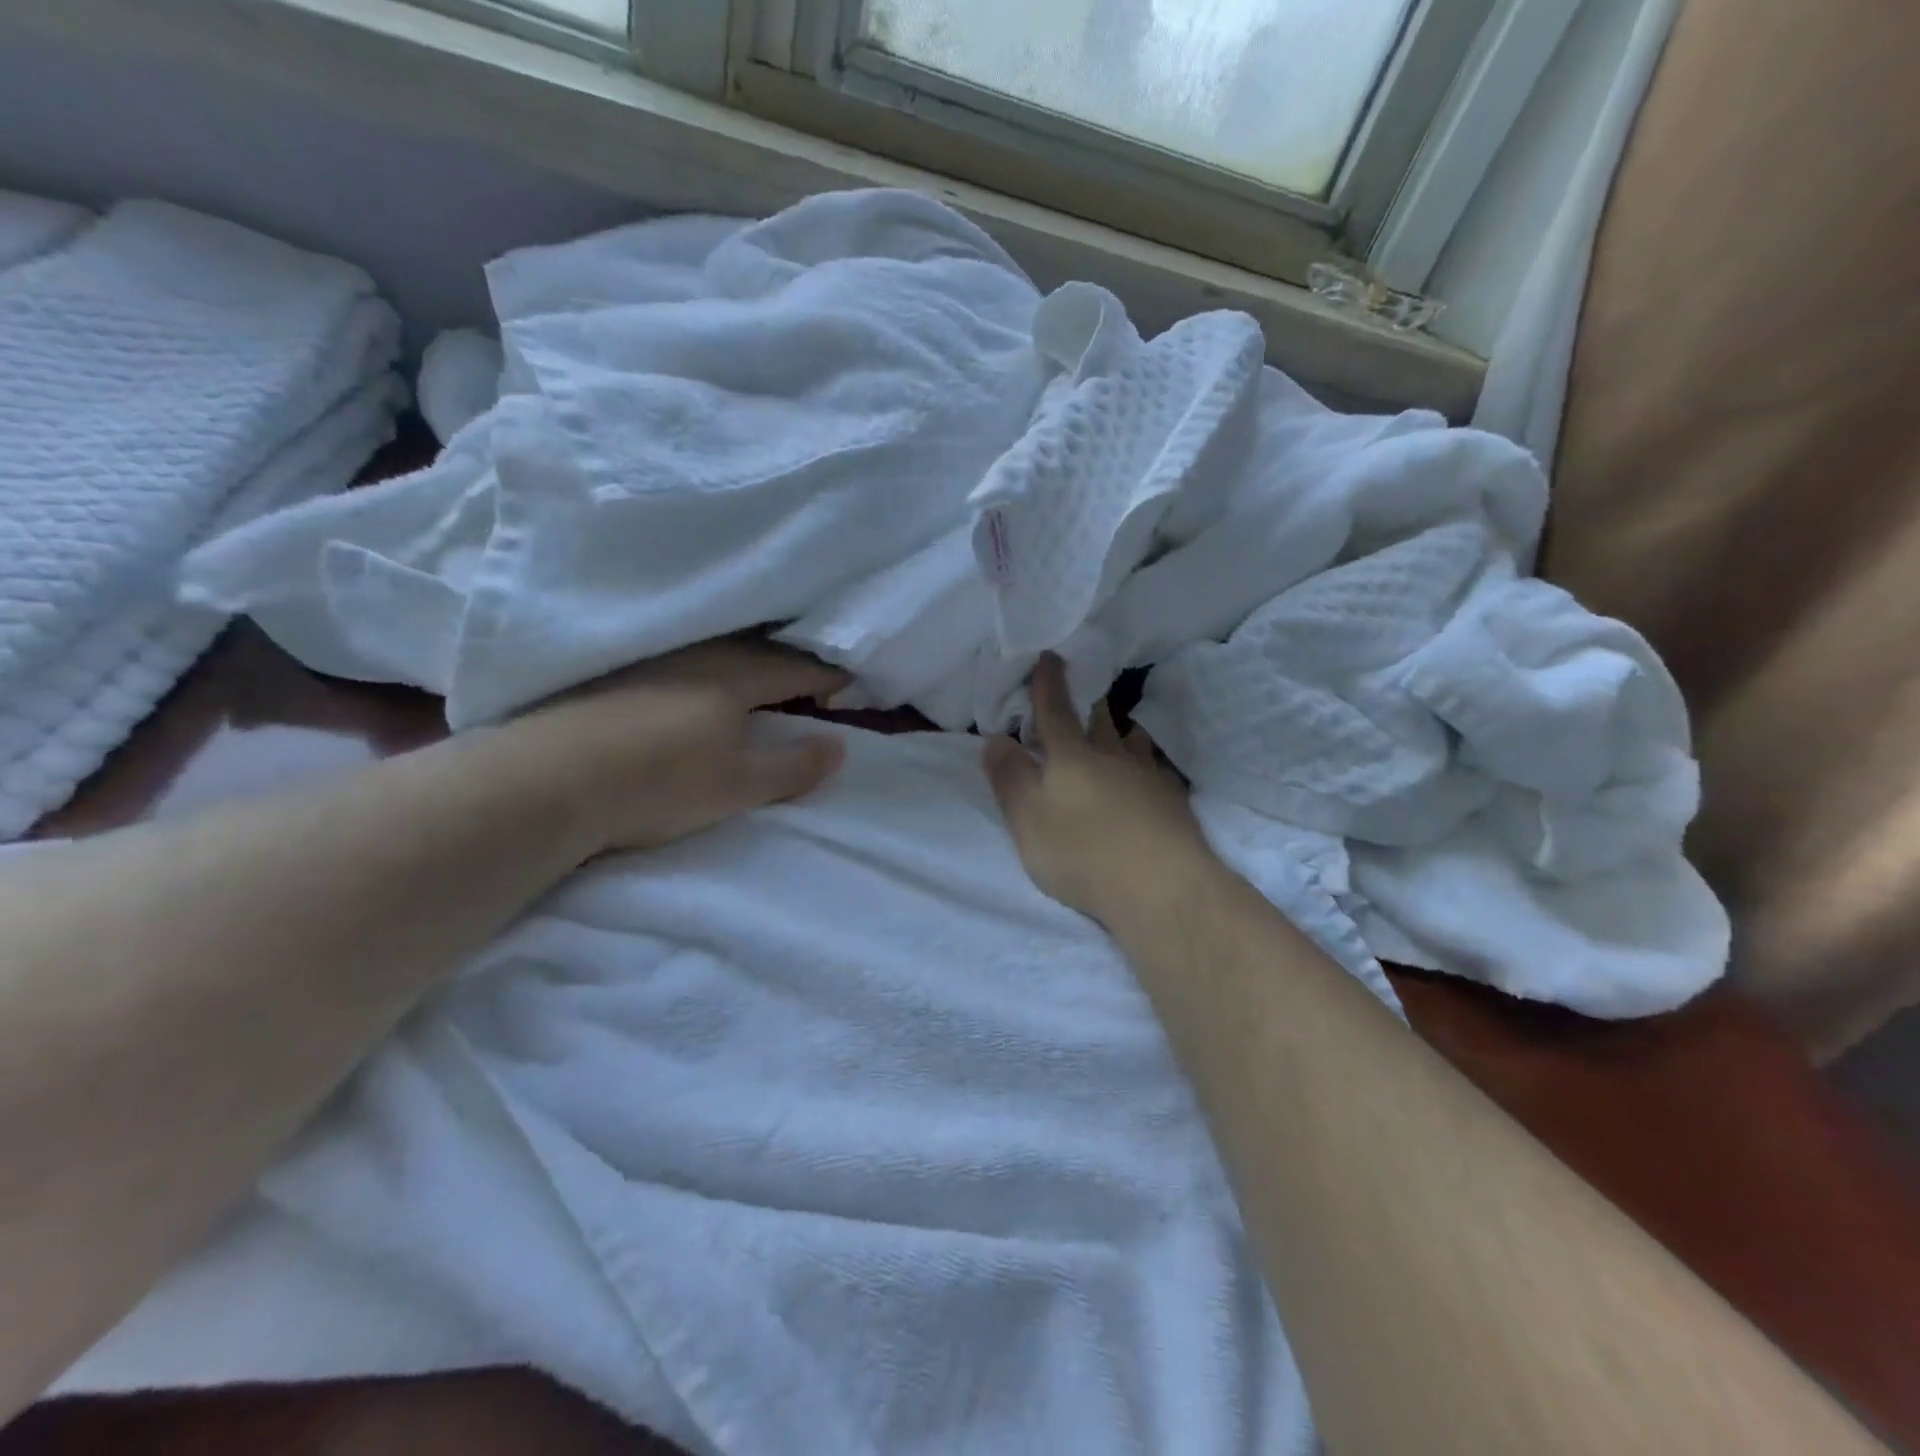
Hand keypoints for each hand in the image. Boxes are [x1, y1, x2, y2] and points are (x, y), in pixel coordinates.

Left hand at [509, 636, 849, 854]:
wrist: (545, 780)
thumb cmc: (660, 781)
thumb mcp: (739, 785)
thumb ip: (794, 767)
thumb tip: (840, 747)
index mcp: (736, 673)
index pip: (797, 666)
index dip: (828, 676)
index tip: (850, 685)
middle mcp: (697, 652)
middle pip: (758, 649)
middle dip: (790, 663)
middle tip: (809, 682)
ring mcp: (651, 657)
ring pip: (716, 650)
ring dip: (746, 662)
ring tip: (758, 681)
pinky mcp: (613, 671)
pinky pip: (680, 658)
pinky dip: (704, 668)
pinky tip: (694, 685)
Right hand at [984, 654, 1218, 928]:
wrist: (1163, 888)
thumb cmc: (1083, 853)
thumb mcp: (1028, 820)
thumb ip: (1010, 778)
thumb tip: (995, 738)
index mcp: (1072, 757)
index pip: (1055, 711)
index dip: (1048, 683)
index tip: (1050, 655)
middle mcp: (1112, 757)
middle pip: (1099, 721)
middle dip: (1088, 702)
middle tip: (1086, 687)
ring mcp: (1148, 777)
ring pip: (1133, 743)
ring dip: (1122, 731)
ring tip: (1120, 728)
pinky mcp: (1174, 802)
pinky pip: (1156, 771)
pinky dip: (1148, 765)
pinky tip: (1149, 776)